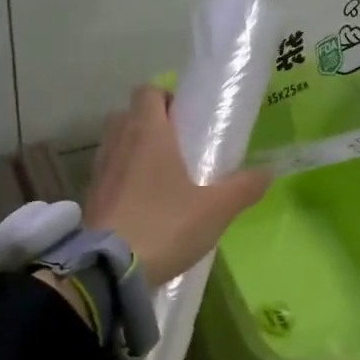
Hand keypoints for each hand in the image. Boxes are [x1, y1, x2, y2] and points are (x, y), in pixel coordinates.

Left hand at [83, 84, 270, 288]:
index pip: (148, 91)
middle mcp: (119, 141)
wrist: (108, 269)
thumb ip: (243, 188)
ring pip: (115, 142)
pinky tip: (142, 202)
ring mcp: (99, 168)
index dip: (166, 97)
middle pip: (129, 113)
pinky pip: (108, 171)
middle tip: (177, 147)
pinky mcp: (90, 195)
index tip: (186, 119)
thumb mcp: (214, 210)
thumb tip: (269, 172)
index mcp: (148, 132)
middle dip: (151, 122)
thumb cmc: (164, 226)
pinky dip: (122, 176)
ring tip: (161, 176)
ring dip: (135, 149)